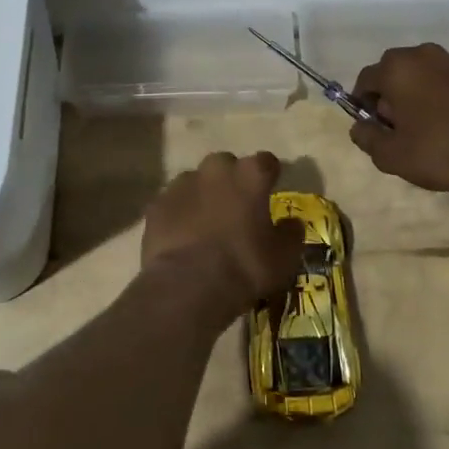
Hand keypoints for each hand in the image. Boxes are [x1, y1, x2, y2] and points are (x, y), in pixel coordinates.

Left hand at [141, 151, 303, 312]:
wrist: (188, 285)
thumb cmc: (244, 266)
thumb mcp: (283, 257)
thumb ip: (291, 234)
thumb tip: (292, 223)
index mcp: (250, 175)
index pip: (267, 162)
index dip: (270, 175)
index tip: (271, 189)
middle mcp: (216, 169)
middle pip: (227, 165)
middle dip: (232, 180)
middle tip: (237, 207)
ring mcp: (181, 184)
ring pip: (196, 181)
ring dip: (203, 195)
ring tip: (206, 224)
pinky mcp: (157, 204)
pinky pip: (173, 202)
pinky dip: (179, 213)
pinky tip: (182, 236)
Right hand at [349, 44, 448, 197]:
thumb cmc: (439, 152)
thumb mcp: (391, 155)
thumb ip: (366, 137)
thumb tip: (359, 126)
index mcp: (397, 68)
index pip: (365, 80)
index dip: (363, 104)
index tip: (373, 128)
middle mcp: (424, 55)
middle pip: (394, 73)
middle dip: (390, 96)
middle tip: (398, 129)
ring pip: (422, 75)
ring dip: (416, 94)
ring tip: (426, 127)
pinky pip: (447, 82)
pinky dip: (442, 96)